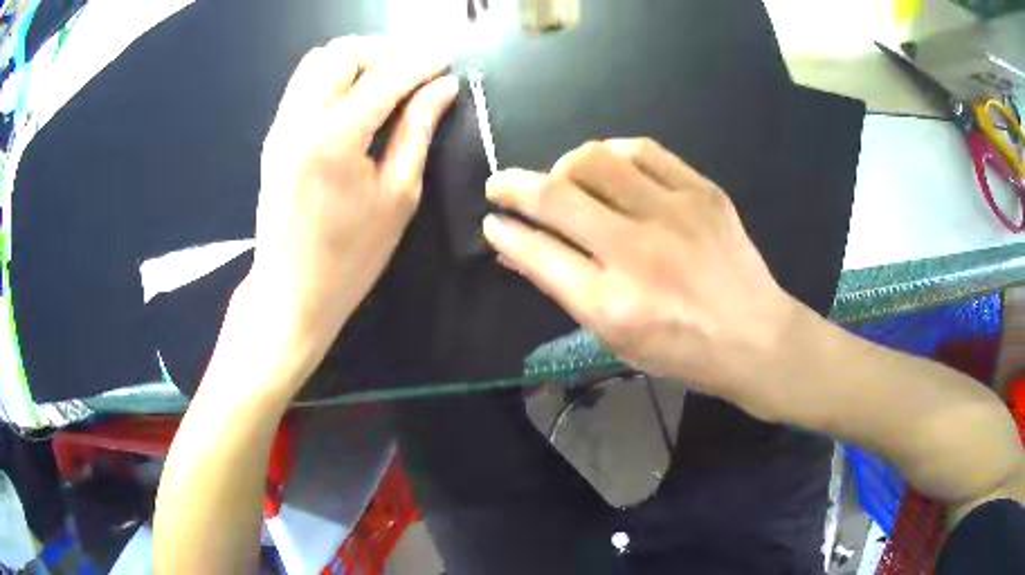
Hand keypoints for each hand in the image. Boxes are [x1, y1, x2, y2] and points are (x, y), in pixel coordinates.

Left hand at [217, 37, 457, 398]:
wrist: (290, 291)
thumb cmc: (351, 256)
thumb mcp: (398, 194)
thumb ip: (418, 130)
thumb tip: (442, 87)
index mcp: (334, 138)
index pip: (384, 77)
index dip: (420, 64)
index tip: (446, 62)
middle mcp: (300, 119)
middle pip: (344, 53)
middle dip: (385, 53)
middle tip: (415, 73)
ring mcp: (281, 124)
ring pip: (318, 60)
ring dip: (357, 60)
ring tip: (387, 81)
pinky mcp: (274, 134)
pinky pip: (303, 82)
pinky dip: (334, 76)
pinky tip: (356, 98)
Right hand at [483, 138, 803, 416]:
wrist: (755, 336)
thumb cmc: (682, 351)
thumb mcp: (615, 337)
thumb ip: (564, 288)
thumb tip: (518, 248)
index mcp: (612, 304)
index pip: (538, 252)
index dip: (505, 231)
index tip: (491, 221)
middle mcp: (638, 253)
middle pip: (557, 197)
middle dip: (514, 185)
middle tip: (501, 185)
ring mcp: (674, 214)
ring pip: (595, 161)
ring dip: (563, 166)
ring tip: (562, 178)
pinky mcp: (703, 192)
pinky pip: (643, 150)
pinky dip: (613, 154)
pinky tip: (608, 166)